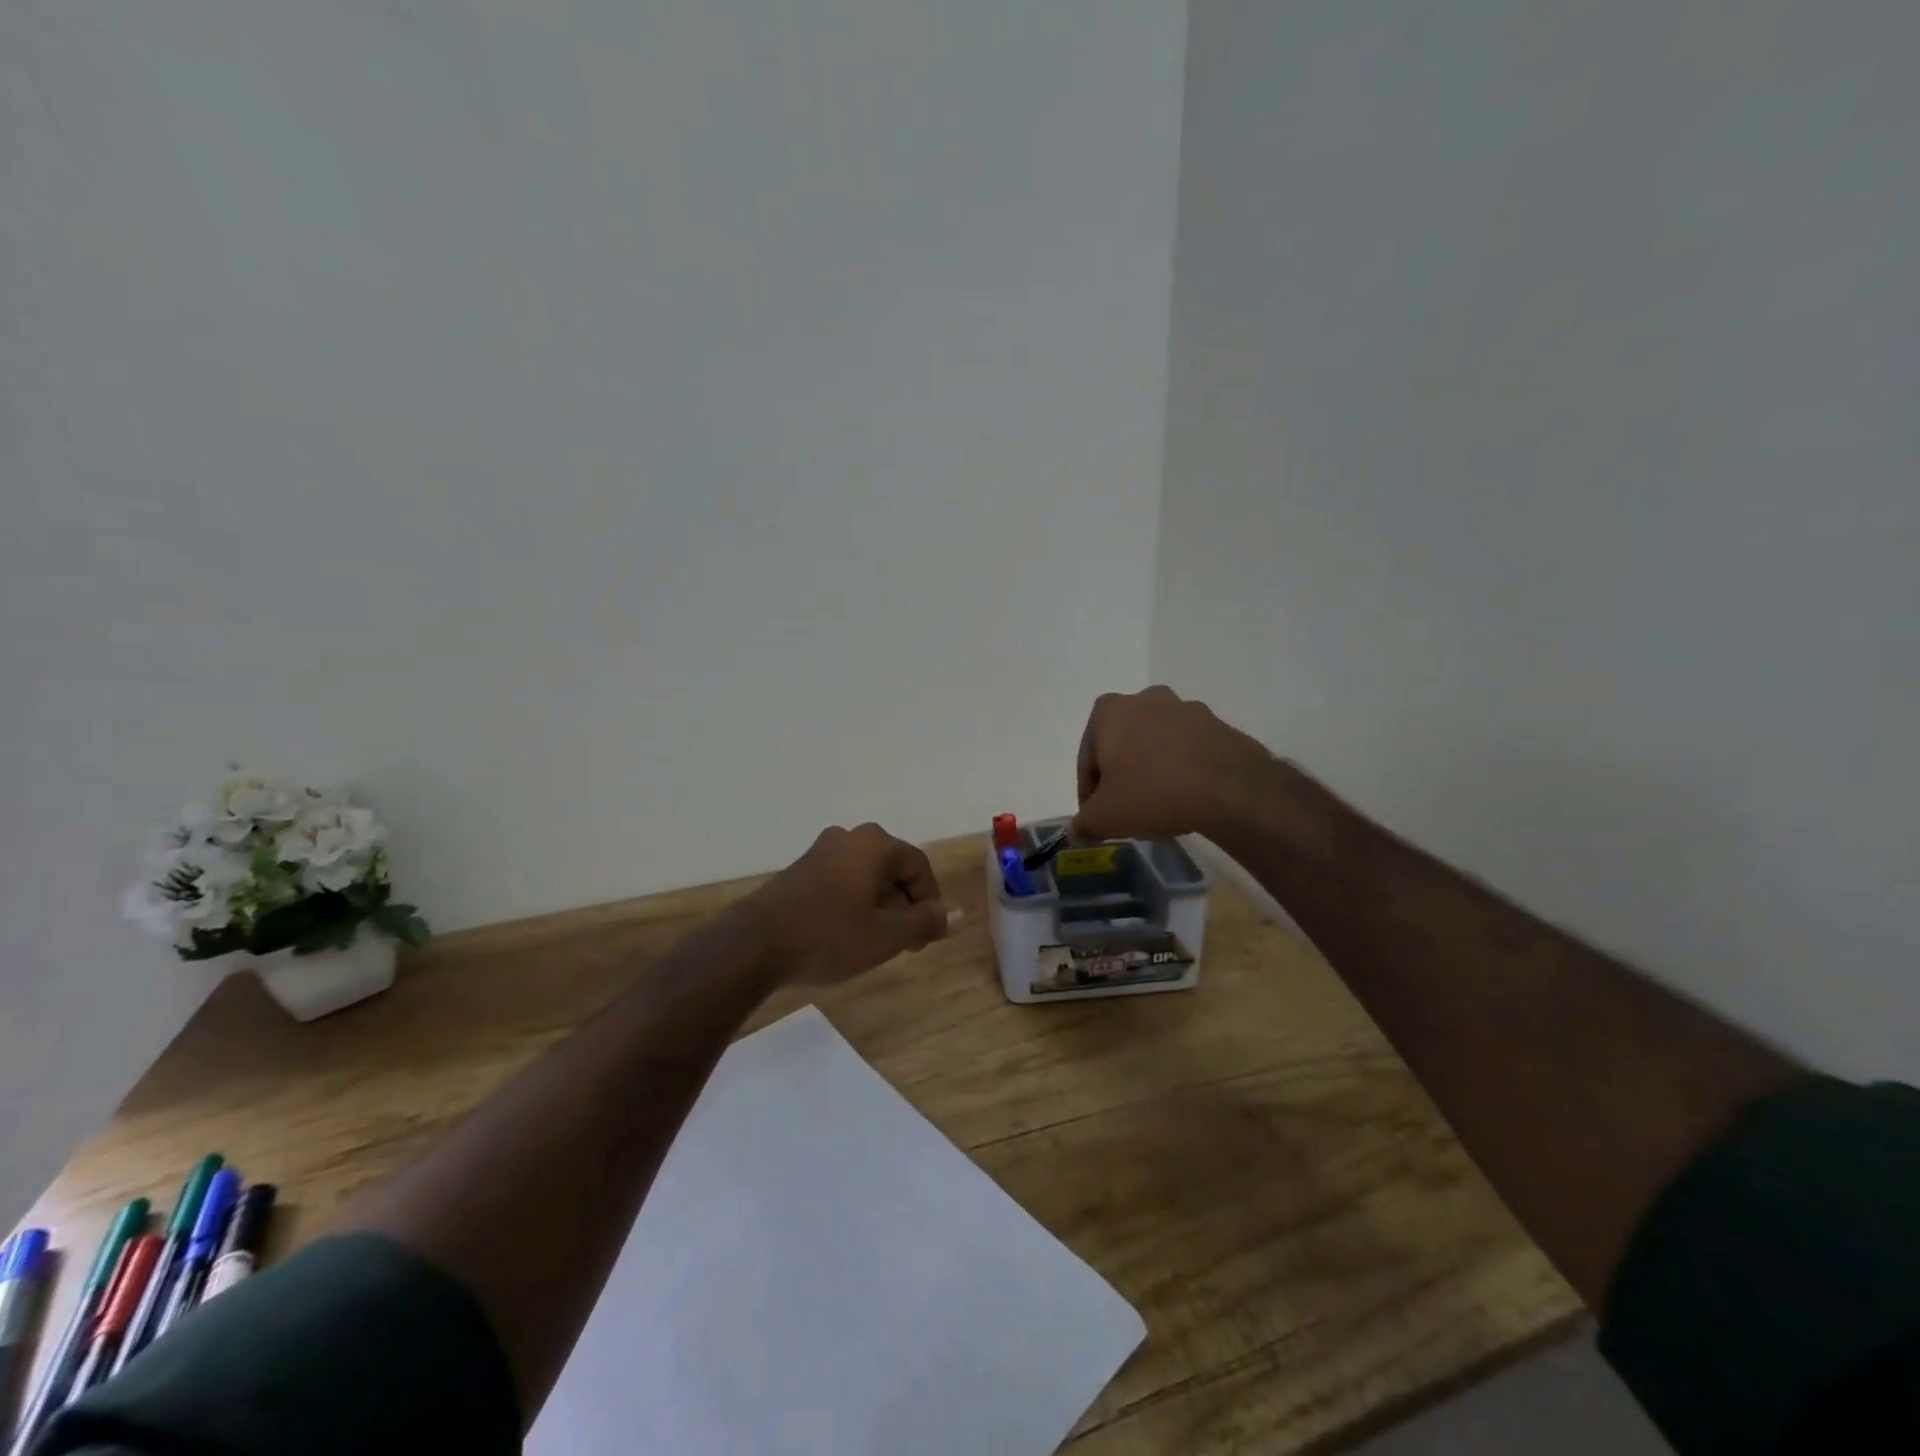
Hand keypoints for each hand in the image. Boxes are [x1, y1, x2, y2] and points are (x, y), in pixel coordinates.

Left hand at [743, 823, 960, 985]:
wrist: (755, 944)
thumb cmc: (830, 935)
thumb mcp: (887, 935)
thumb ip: (925, 923)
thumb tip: (957, 915)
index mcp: (875, 844)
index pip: (919, 866)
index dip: (930, 902)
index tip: (926, 937)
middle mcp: (849, 837)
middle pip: (892, 868)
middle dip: (905, 905)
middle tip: (905, 943)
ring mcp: (820, 852)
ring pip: (866, 876)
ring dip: (880, 906)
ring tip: (877, 942)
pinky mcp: (799, 870)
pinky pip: (841, 881)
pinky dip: (854, 903)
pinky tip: (846, 934)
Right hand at [1072, 686, 1277, 842]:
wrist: (1231, 789)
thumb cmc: (1153, 793)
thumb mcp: (1105, 818)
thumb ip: (1084, 824)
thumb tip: (1079, 831)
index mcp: (1109, 711)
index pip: (1087, 758)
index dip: (1088, 793)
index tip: (1097, 818)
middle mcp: (1145, 699)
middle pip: (1122, 745)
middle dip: (1121, 776)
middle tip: (1126, 811)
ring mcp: (1185, 709)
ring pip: (1156, 745)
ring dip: (1152, 770)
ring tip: (1159, 806)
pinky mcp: (1217, 725)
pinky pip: (1187, 751)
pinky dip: (1181, 770)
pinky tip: (1186, 798)